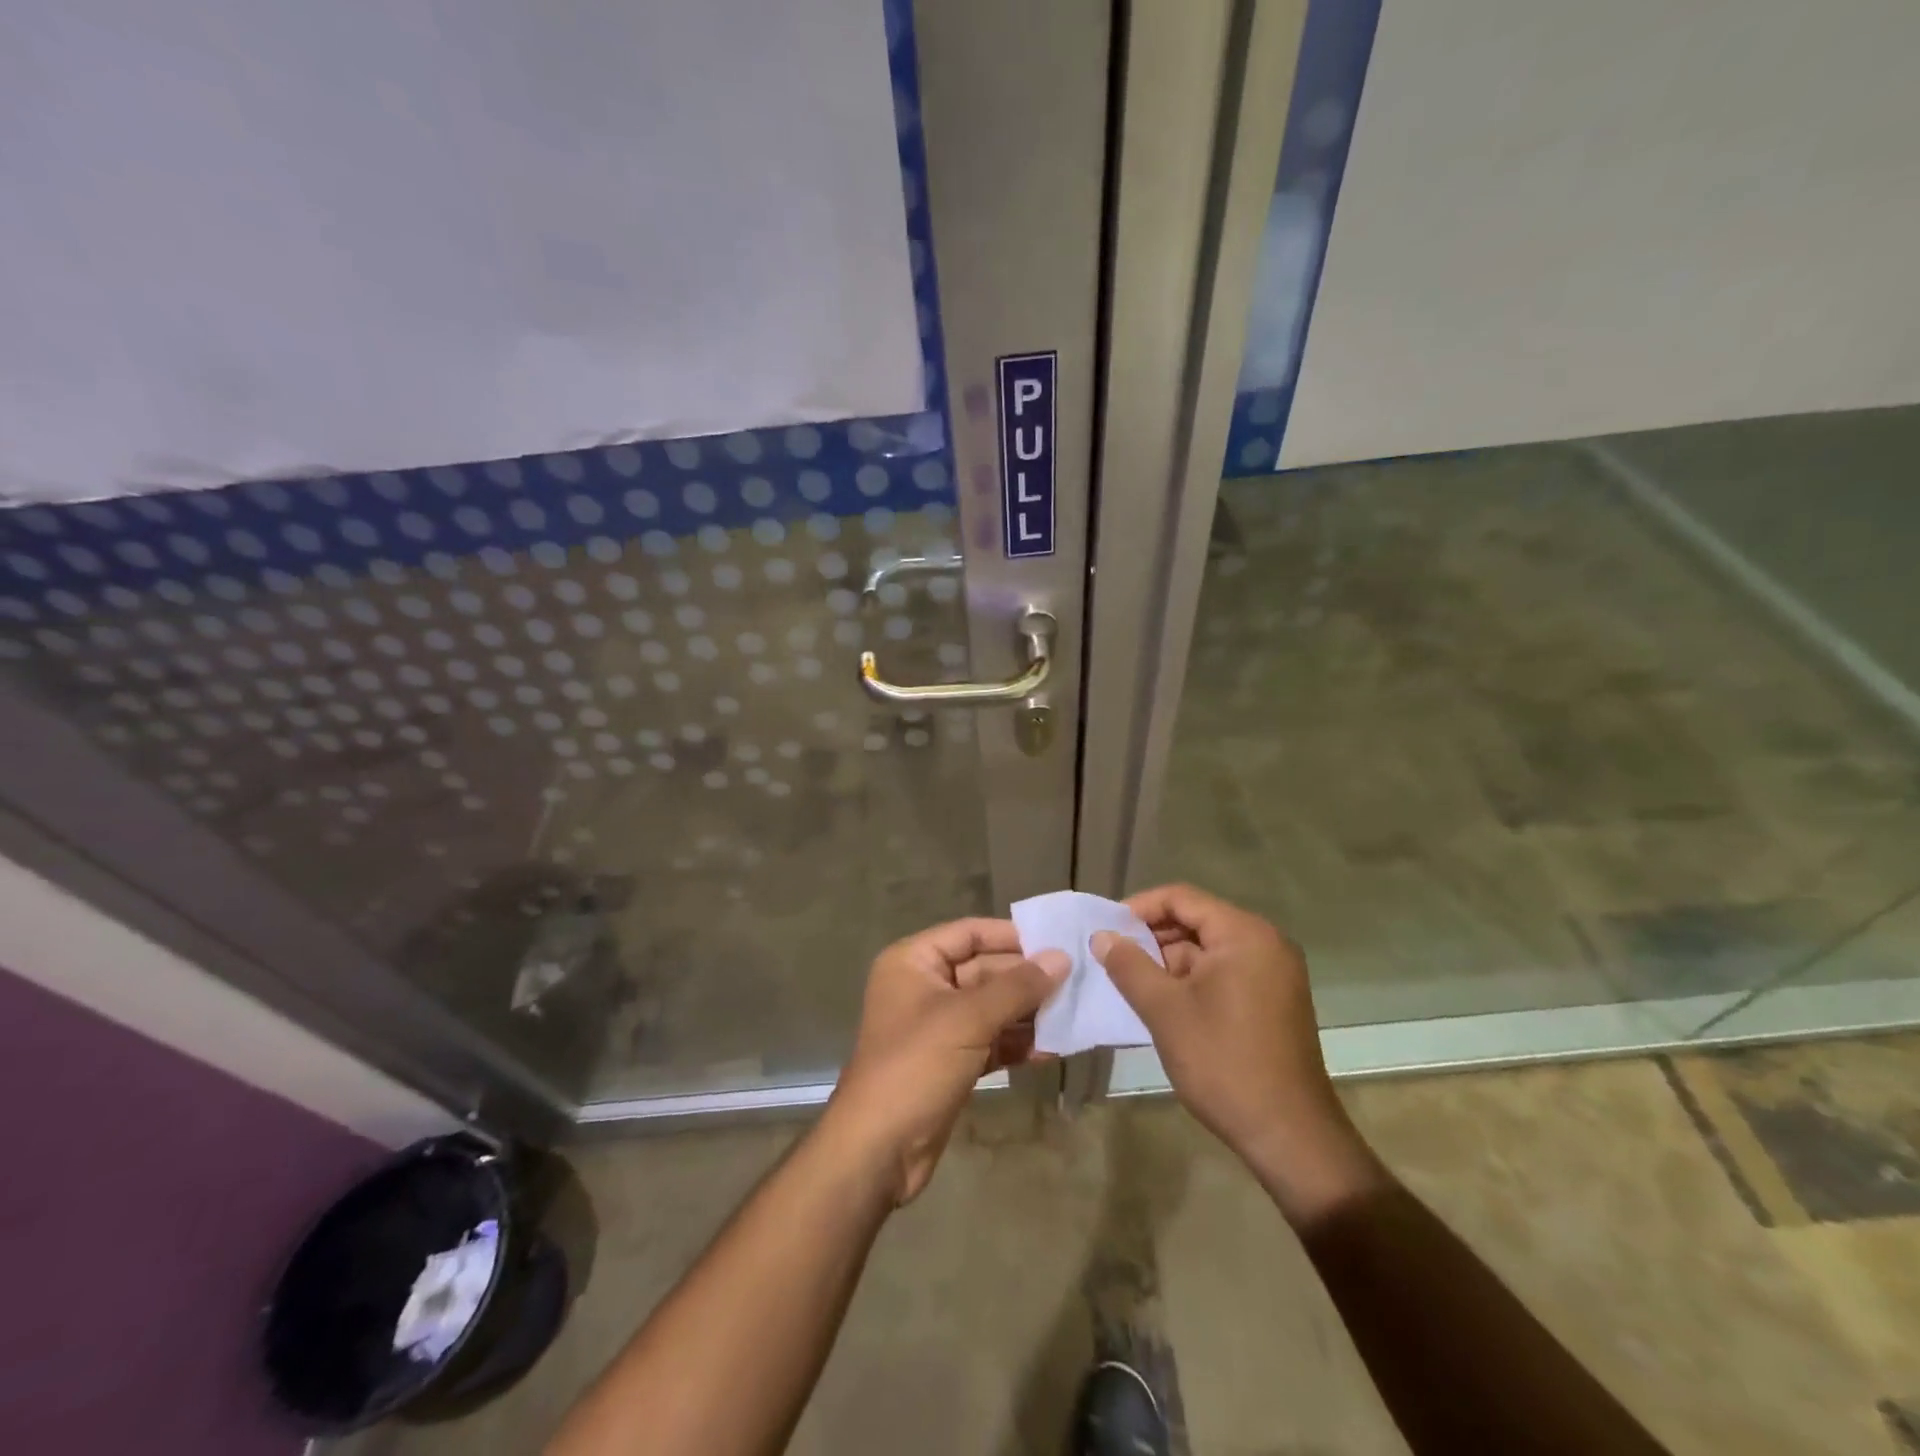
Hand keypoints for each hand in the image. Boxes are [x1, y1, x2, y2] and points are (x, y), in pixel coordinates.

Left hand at [822, 918, 1067, 1205]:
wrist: (878, 1150)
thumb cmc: (916, 1066)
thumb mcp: (968, 1019)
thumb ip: (1017, 987)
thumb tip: (1061, 958)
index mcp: (913, 961)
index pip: (969, 933)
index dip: (1012, 936)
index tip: (1057, 942)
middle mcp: (924, 986)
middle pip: (984, 969)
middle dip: (1027, 978)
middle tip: (1077, 980)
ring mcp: (938, 1026)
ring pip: (991, 1007)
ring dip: (1028, 1013)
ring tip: (1074, 1013)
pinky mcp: (952, 1061)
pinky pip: (991, 1040)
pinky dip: (1017, 1043)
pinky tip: (1054, 1048)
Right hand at [1093, 884, 1386, 1226]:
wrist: (1289, 1135)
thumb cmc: (1224, 1063)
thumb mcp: (1165, 1010)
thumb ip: (1129, 966)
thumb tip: (1102, 936)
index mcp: (1245, 934)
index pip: (1182, 898)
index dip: (1140, 908)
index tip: (1107, 930)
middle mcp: (1265, 943)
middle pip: (1196, 921)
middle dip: (1152, 938)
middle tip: (1113, 959)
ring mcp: (1273, 974)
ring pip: (1208, 950)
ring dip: (1169, 963)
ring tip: (1131, 985)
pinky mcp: (1273, 1001)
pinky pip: (1224, 973)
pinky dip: (1192, 981)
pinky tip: (1163, 1004)